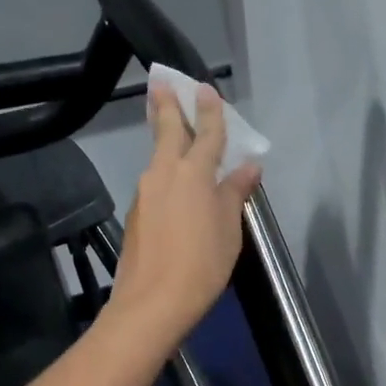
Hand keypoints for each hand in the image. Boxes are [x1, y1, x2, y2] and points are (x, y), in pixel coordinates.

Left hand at [107, 81, 261, 347]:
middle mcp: (164, 174)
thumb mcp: (229, 229)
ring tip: (173, 130)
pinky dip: (165, 173)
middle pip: (166, 132)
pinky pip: (155, 182)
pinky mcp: (137, 215)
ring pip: (158, 158)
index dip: (209, 111)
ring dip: (165, 140)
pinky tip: (174, 184)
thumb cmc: (202, 264)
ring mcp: (146, 193)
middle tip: (161, 83)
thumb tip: (248, 167)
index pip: (205, 133)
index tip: (206, 88)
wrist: (153, 303)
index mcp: (193, 173)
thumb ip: (235, 193)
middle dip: (166, 106)